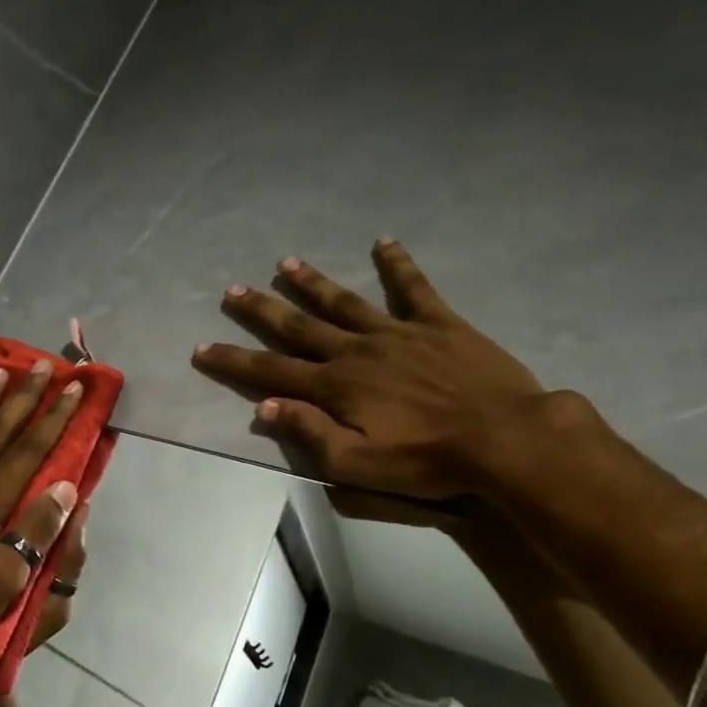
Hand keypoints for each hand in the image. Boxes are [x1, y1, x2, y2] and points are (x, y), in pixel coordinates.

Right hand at [192, 238, 548, 500]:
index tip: (202, 348)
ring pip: (344, 301)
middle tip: (233, 290)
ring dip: (312, 282)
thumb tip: (266, 407)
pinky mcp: (438, 324)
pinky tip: (383, 242)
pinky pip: (414, 288)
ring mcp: (397, 333)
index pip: (270, 372)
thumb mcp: (358, 464)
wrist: (504, 439)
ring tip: (286, 262)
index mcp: (335, 387)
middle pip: (299, 326)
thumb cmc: (426, 461)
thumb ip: (310, 433)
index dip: (233, 361)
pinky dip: (398, 264)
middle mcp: (356, 352)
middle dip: (262, 310)